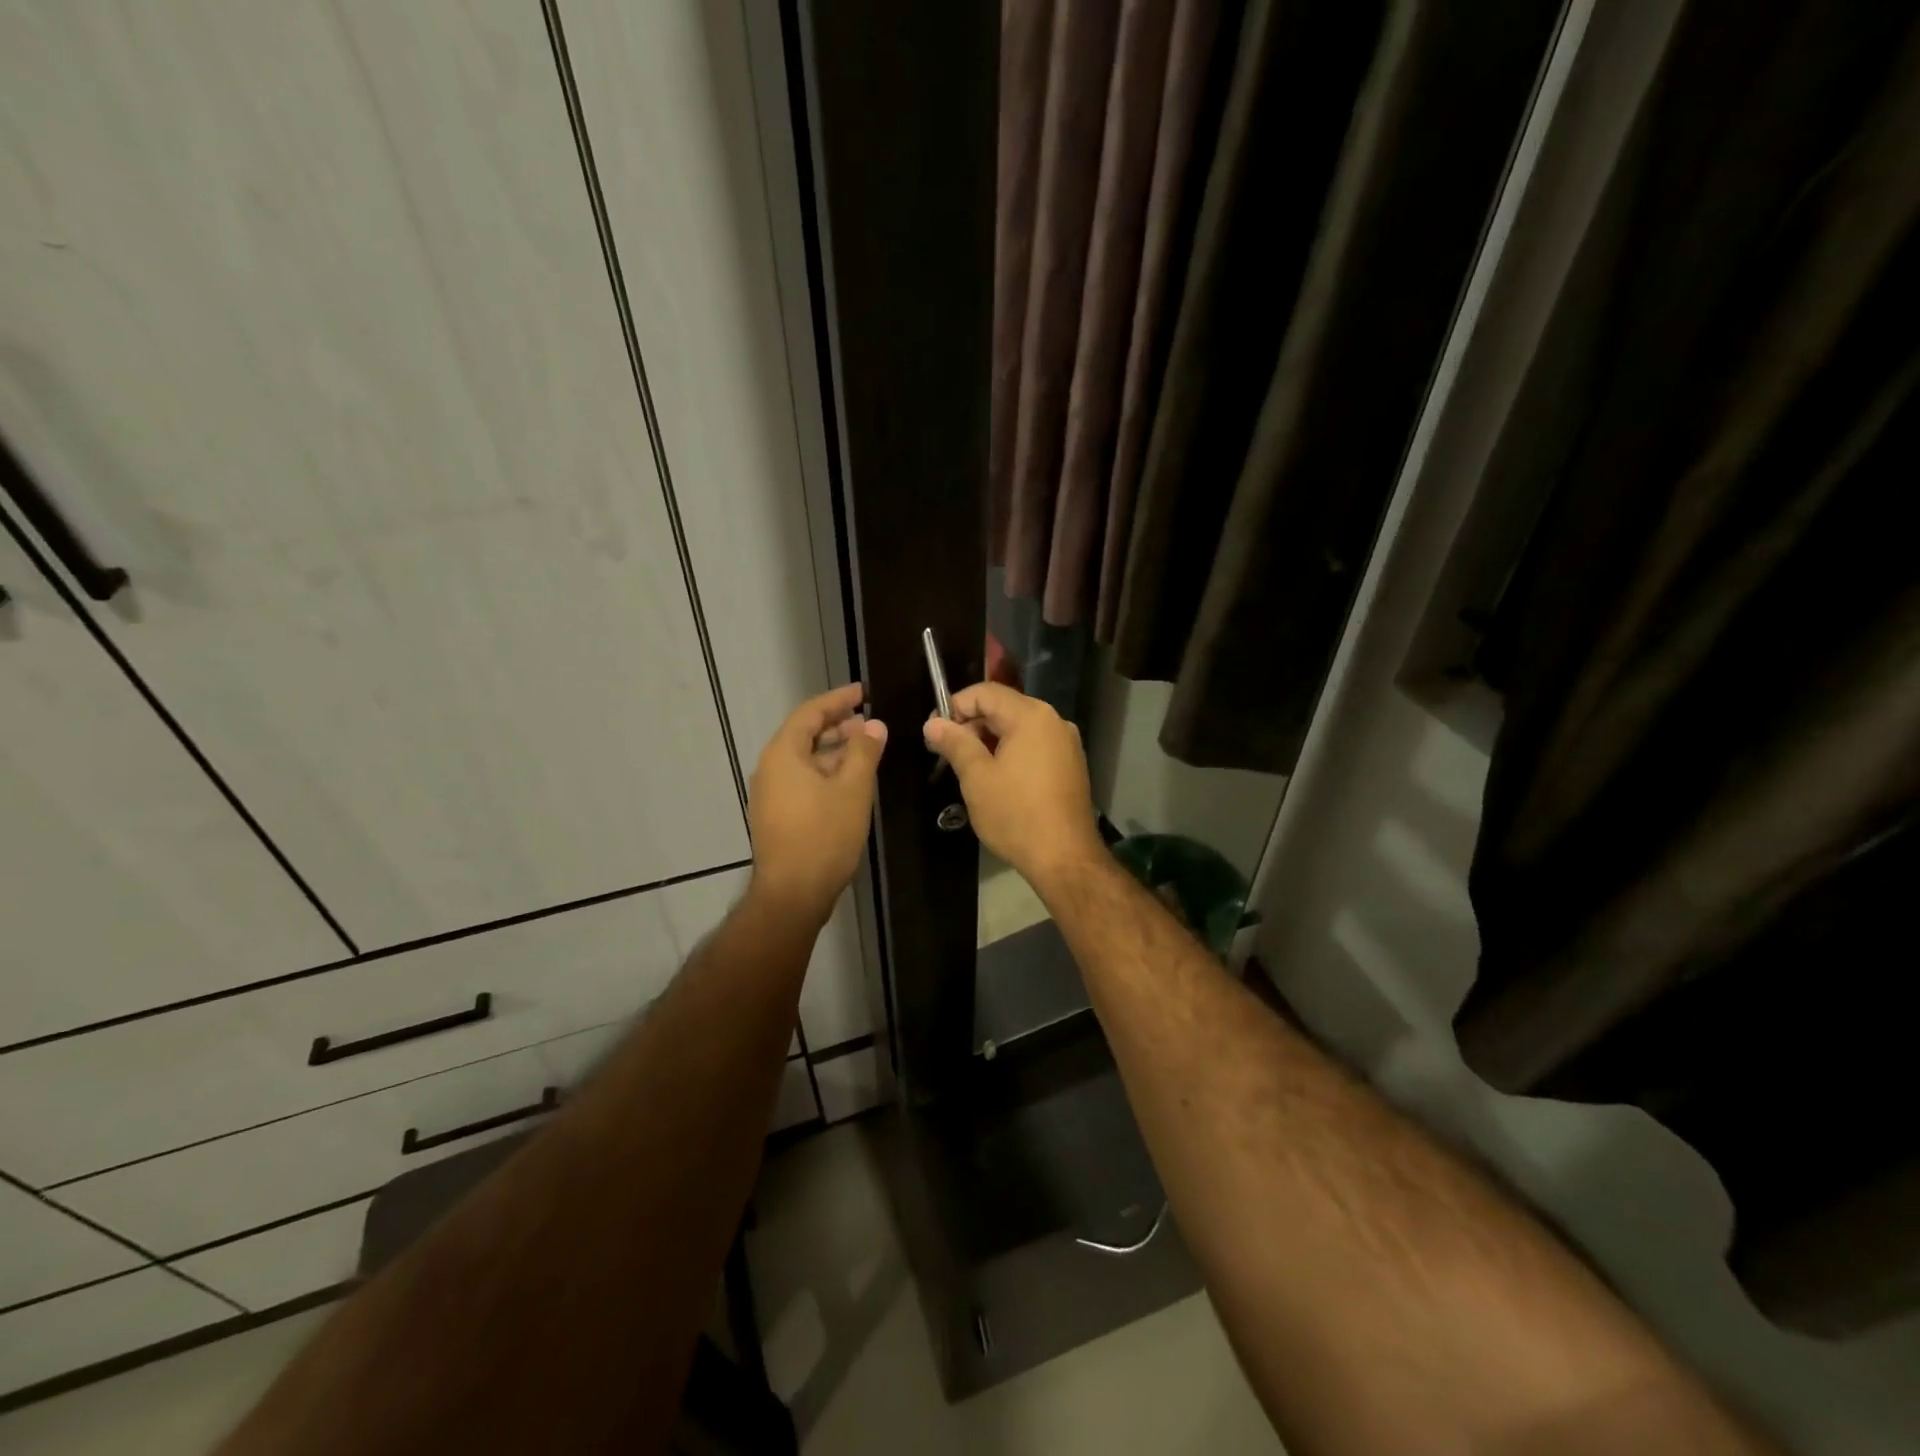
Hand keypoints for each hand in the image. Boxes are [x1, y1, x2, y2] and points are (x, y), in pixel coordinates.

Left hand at [748, 684, 886, 924]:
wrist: (792, 894)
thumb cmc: (824, 836)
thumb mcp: (852, 789)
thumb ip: (864, 752)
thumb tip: (874, 725)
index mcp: (784, 754)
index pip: (810, 712)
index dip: (838, 699)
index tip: (864, 692)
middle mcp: (771, 768)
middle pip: (805, 734)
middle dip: (838, 725)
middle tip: (870, 722)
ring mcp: (771, 793)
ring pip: (804, 759)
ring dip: (834, 751)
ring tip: (866, 750)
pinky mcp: (777, 814)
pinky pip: (802, 780)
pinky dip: (826, 772)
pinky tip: (850, 782)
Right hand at [924, 683, 1106, 886]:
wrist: (1065, 858)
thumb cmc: (1016, 815)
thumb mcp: (977, 778)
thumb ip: (955, 743)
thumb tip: (933, 722)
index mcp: (1031, 715)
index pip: (985, 692)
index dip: (955, 706)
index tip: (934, 731)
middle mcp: (1054, 720)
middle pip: (1004, 707)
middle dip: (972, 724)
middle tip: (946, 752)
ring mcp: (1066, 743)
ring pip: (1018, 728)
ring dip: (989, 740)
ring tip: (967, 767)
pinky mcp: (1071, 764)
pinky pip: (1034, 745)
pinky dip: (1011, 752)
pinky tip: (996, 777)